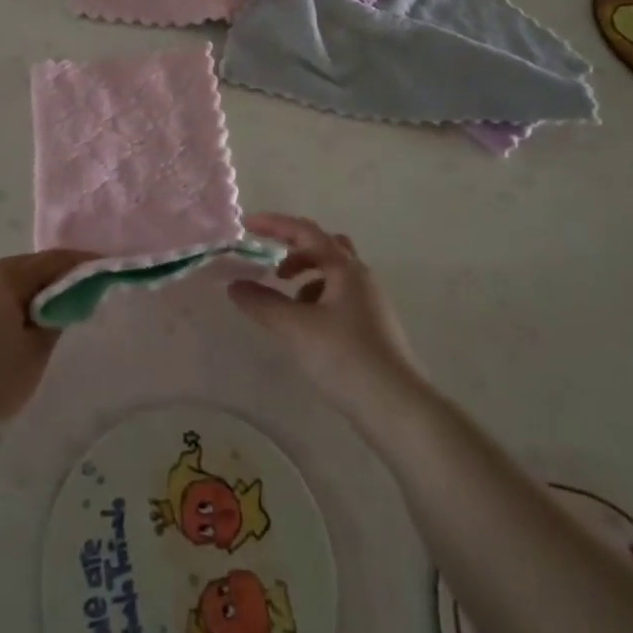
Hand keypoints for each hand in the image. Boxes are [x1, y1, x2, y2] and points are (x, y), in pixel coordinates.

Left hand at [0, 249, 94, 422]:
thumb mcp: (36, 351)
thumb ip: (55, 317)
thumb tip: (60, 301)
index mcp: (4, 276)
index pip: (51, 260)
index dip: (79, 262)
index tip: (101, 266)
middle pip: (24, 267)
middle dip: (50, 277)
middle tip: (75, 291)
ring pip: (1, 281)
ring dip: (23, 290)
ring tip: (44, 310)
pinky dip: (1, 303)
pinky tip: (9, 323)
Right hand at [229, 213, 423, 414]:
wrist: (397, 408)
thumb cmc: (345, 358)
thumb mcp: (295, 328)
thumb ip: (261, 303)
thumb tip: (235, 284)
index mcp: (345, 268)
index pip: (305, 231)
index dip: (274, 224)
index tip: (246, 225)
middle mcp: (361, 277)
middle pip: (325, 246)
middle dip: (294, 249)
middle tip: (270, 264)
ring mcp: (371, 303)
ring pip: (334, 273)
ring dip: (306, 276)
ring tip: (286, 300)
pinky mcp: (373, 328)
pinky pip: (340, 297)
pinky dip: (318, 299)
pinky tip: (307, 327)